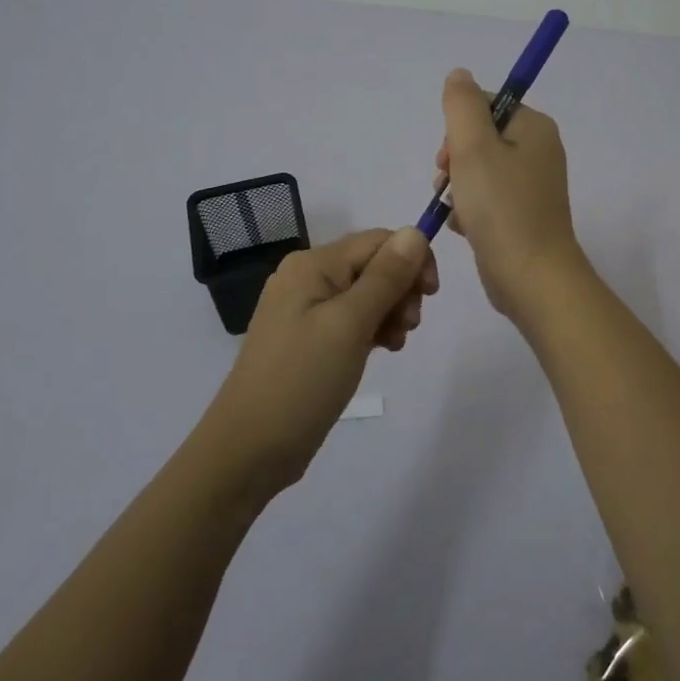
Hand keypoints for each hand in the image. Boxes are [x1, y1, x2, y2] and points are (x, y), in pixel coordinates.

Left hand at [202, 228, 437, 496]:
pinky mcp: (309, 338)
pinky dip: (374, 328)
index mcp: (312, 264)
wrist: (249, 449)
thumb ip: (386, 276)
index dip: (412, 260)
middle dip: (401, 289)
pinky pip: (352, 318)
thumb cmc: (301, 380)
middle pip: (373, 264)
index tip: (430, 296)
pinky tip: (382, 350)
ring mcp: (305, 309)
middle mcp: (307, 277)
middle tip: (408, 327)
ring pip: (367, 293)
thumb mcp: (350, 324)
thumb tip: (415, 231)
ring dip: (391, 311)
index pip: (378, 240)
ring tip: (394, 344)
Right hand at [436, 67, 585, 320]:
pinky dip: (471, 210)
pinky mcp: (523, 215)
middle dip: (455, 160)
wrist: (531, 277)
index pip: (485, 105)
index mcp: (534, 128)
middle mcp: (539, 151)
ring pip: (479, 171)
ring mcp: (533, 186)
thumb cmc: (501, 207)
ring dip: (458, 188)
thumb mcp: (473, 147)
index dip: (457, 127)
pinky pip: (487, 199)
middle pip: (480, 138)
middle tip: (448, 184)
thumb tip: (459, 74)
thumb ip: (462, 105)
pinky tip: (465, 228)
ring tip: (457, 210)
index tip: (449, 156)